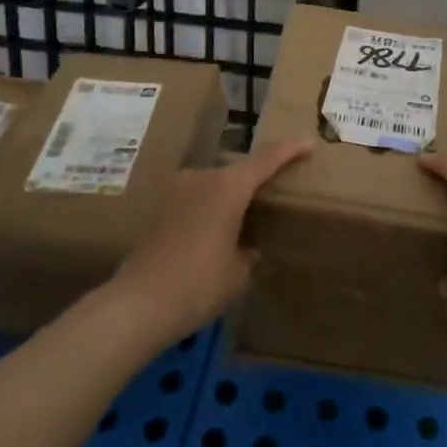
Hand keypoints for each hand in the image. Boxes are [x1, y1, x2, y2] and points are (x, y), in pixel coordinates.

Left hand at [107, 140, 310, 345]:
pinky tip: (216, 233)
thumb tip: (246, 246)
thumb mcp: (237, 273)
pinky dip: (212, 209)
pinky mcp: (162, 208)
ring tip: (247, 217)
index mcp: (229, 186)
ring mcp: (179, 190)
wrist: (138, 304)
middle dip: (258, 178)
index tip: (309, 143)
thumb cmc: (198, 284)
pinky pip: (197, 200)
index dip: (290, 149)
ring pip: (216, 184)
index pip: (267, 159)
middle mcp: (204, 178)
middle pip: (239, 170)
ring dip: (232, 196)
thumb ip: (247, 251)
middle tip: (277, 190)